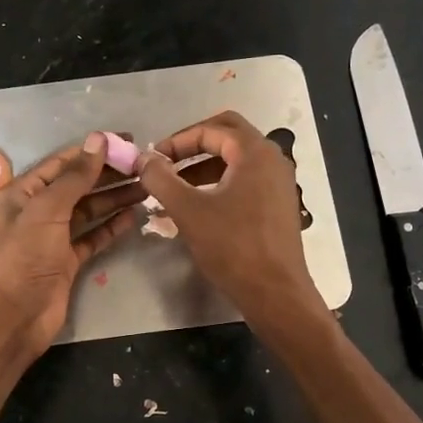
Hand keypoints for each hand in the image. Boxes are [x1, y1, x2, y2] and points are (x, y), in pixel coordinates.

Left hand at [0, 132, 143, 354]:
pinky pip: (93, 237)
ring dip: (114, 198)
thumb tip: (99, 139)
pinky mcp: (67, 261)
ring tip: (146, 186)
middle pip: (77, 186)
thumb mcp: (47, 210)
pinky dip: (111, 227)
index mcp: (23, 193)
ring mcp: (53, 238)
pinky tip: (133, 215)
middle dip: (108, 174)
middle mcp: (37, 212)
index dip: (92, 151)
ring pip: (88, 211)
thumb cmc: (24, 256)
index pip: (61, 163)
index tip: (126, 141)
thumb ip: (75, 176)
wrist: (15, 315)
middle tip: (143, 164)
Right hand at [140, 111, 324, 329]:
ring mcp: (279, 183)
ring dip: (203, 168)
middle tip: (166, 164)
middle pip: (228, 136)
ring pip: (236, 161)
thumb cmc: (232, 247)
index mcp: (255, 153)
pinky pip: (245, 182)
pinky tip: (198, 208)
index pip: (211, 129)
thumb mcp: (188, 211)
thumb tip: (143, 159)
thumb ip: (161, 179)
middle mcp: (272, 160)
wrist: (275, 292)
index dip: (177, 141)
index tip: (153, 160)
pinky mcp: (278, 205)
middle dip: (193, 146)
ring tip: (174, 189)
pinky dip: (219, 185)